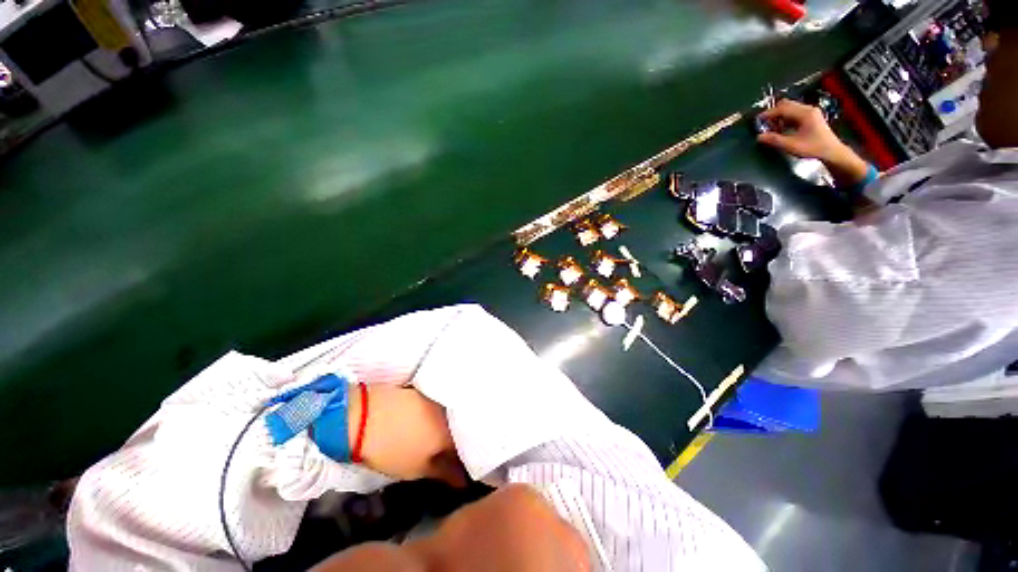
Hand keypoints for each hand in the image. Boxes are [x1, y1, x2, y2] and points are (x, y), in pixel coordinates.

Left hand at [348, 384, 466, 486]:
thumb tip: (464, 481)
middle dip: (459, 440)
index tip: (463, 467)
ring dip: (447, 425)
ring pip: (448, 414)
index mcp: (449, 433)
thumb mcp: (415, 469)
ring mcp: (435, 398)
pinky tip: (428, 419)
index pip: (466, 447)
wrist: (363, 416)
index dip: (466, 459)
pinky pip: (438, 403)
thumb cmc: (390, 449)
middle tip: (451, 452)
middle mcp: (448, 412)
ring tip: (439, 435)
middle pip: (459, 428)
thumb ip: (443, 473)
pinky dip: (437, 413)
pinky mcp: (423, 390)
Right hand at [757, 99, 870, 186]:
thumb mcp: (792, 145)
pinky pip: (794, 114)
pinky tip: (781, 129)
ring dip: (779, 116)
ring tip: (771, 128)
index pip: (783, 108)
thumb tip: (759, 137)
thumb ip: (775, 140)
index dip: (769, 113)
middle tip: (764, 124)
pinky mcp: (810, 117)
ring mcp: (810, 113)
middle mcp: (808, 109)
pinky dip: (785, 119)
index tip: (758, 120)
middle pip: (786, 105)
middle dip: (773, 113)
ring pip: (790, 109)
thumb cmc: (813, 148)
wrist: (832, 152)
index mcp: (805, 113)